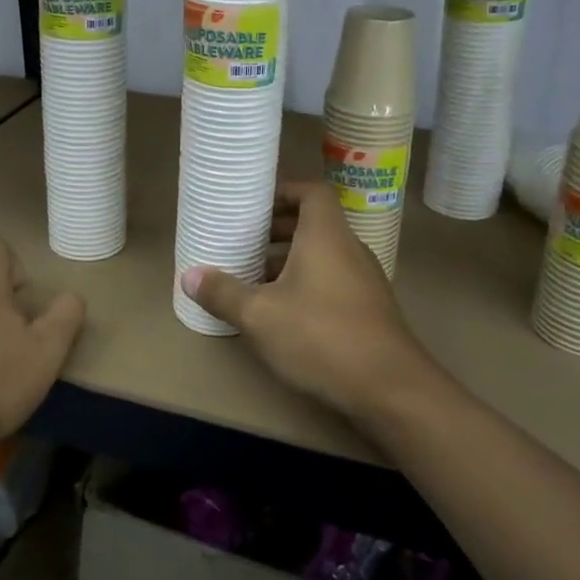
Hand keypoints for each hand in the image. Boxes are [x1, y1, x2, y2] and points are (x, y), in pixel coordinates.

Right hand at [180, 180, 437, 421]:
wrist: (391, 389)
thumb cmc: (321, 337)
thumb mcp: (259, 316)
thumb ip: (223, 293)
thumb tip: (189, 276)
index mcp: (326, 236)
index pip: (312, 192)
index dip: (284, 190)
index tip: (254, 202)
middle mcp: (349, 249)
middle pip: (314, 223)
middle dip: (277, 228)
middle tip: (243, 239)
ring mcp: (364, 280)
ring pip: (322, 255)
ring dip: (289, 259)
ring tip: (252, 275)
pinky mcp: (368, 309)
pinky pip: (332, 279)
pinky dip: (305, 283)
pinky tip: (280, 311)